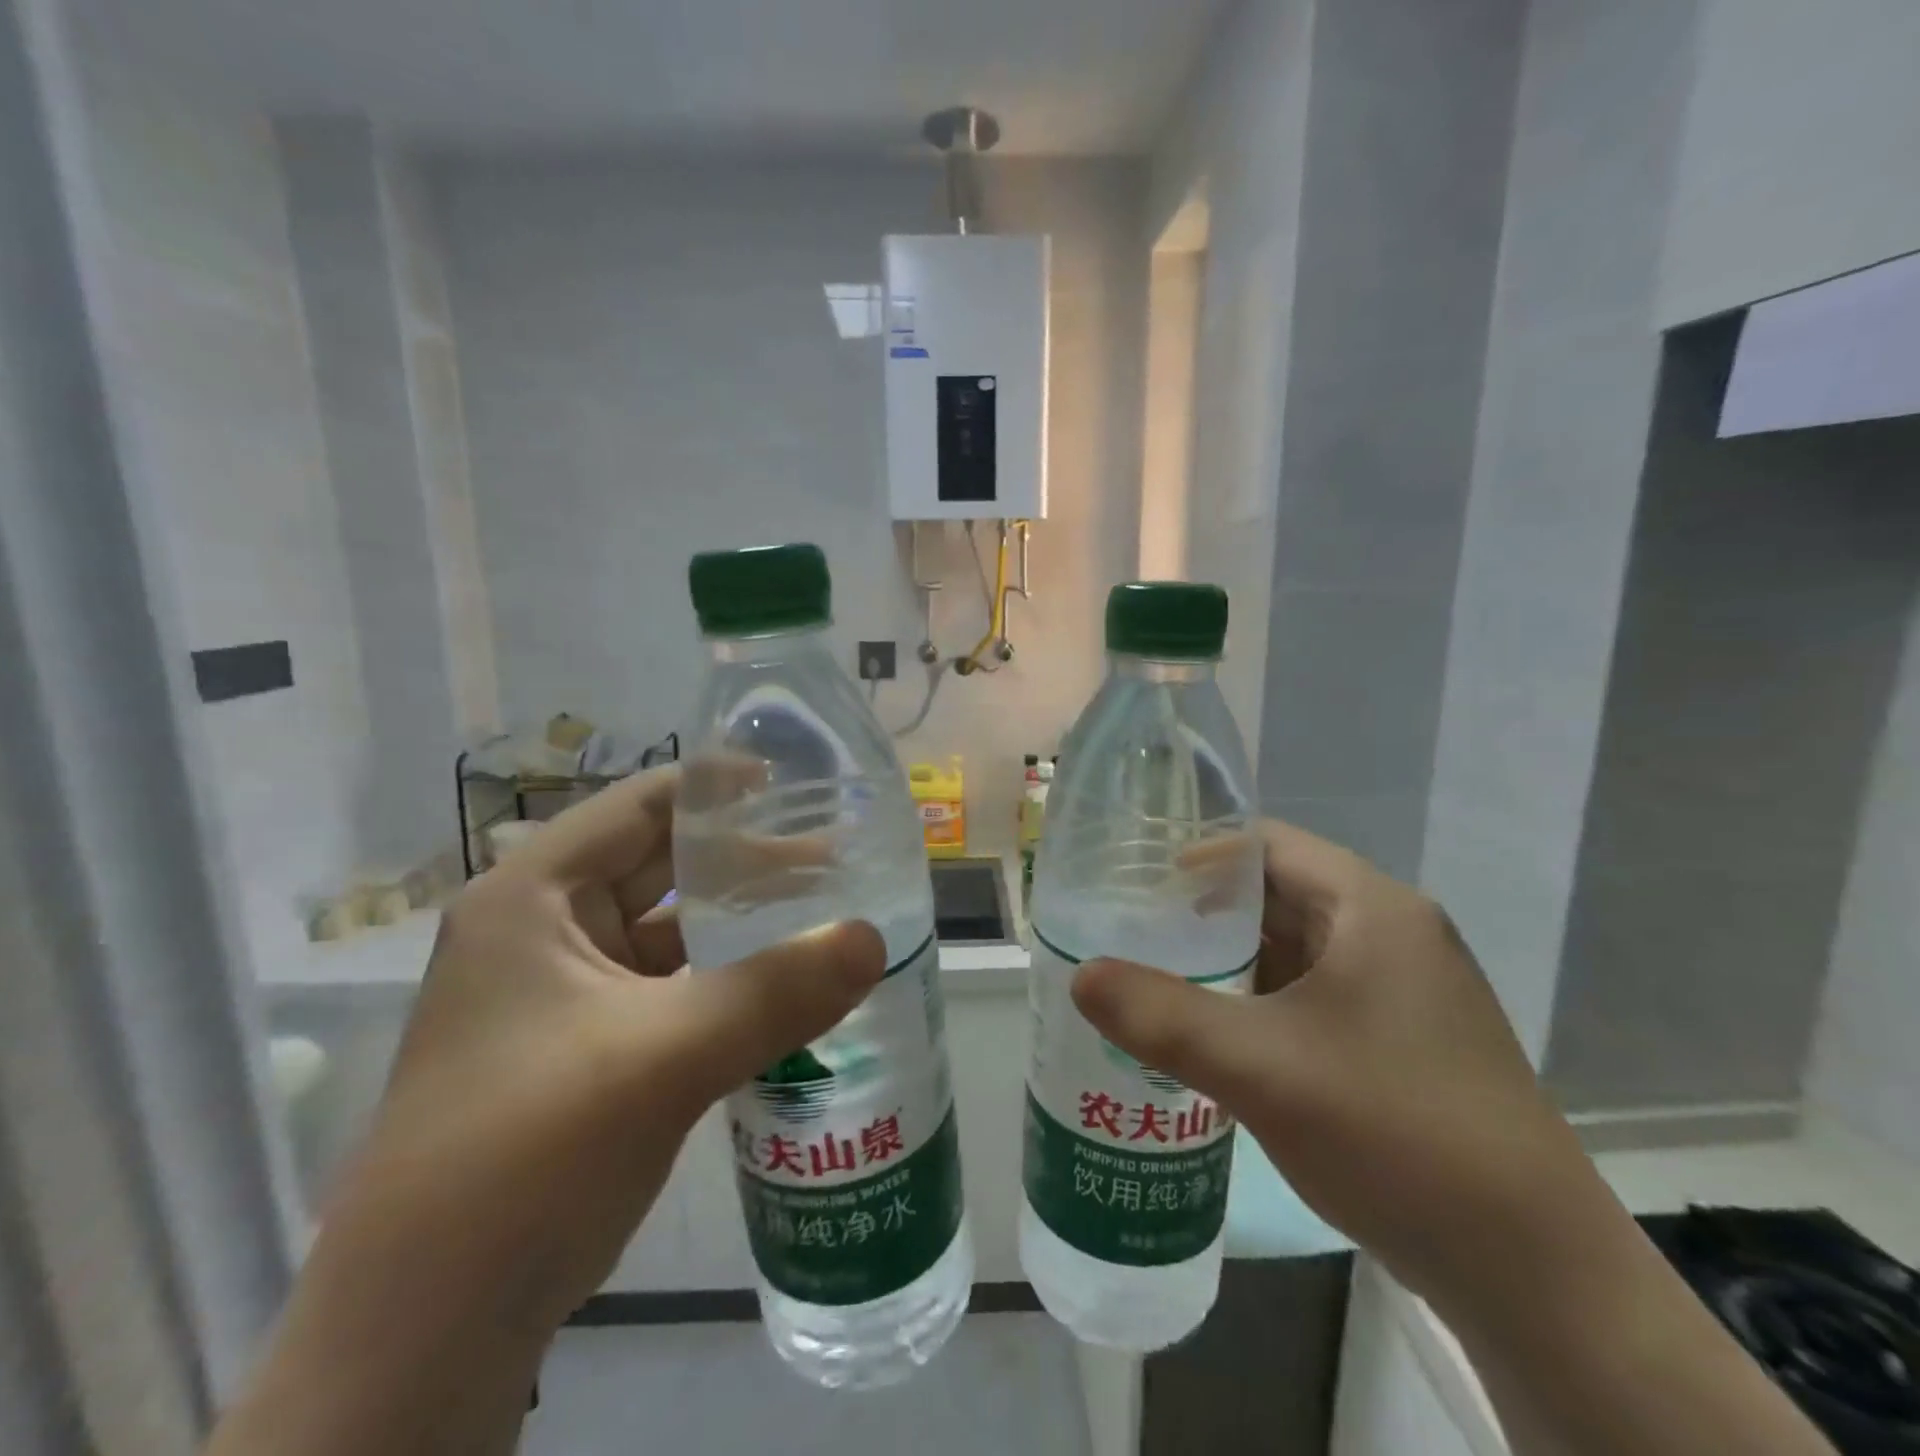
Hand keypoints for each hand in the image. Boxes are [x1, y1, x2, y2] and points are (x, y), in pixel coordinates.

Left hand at [353, 765, 885, 1329]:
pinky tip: (786, 985)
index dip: (721, 788)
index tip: (802, 786)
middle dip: (746, 857)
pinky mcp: (589, 1045)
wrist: (429, 1333)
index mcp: (533, 897)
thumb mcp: (661, 1058)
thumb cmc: (525, 1154)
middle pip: (661, 864)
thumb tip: (873, 938)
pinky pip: (673, 985)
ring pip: (671, 929)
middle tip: (836, 854)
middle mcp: (544, 929)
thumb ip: (775, 991)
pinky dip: (727, 977)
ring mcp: (565, 991)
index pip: (641, 806)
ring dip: (741, 920)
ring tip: (825, 911)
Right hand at [1072, 821, 1598, 1323]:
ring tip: (1157, 977)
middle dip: (1203, 912)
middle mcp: (1393, 934)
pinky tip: (1215, 1033)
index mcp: (1372, 909)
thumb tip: (1080, 975)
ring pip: (1294, 949)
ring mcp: (1403, 991)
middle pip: (1278, 894)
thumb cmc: (1397, 1134)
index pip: (1266, 845)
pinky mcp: (1402, 1041)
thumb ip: (1162, 1016)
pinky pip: (1312, 995)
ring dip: (1229, 960)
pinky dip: (1259, 1001)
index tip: (1134, 883)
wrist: (1536, 1277)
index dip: (1196, 855)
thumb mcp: (1261, 1068)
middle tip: (1131, 931)